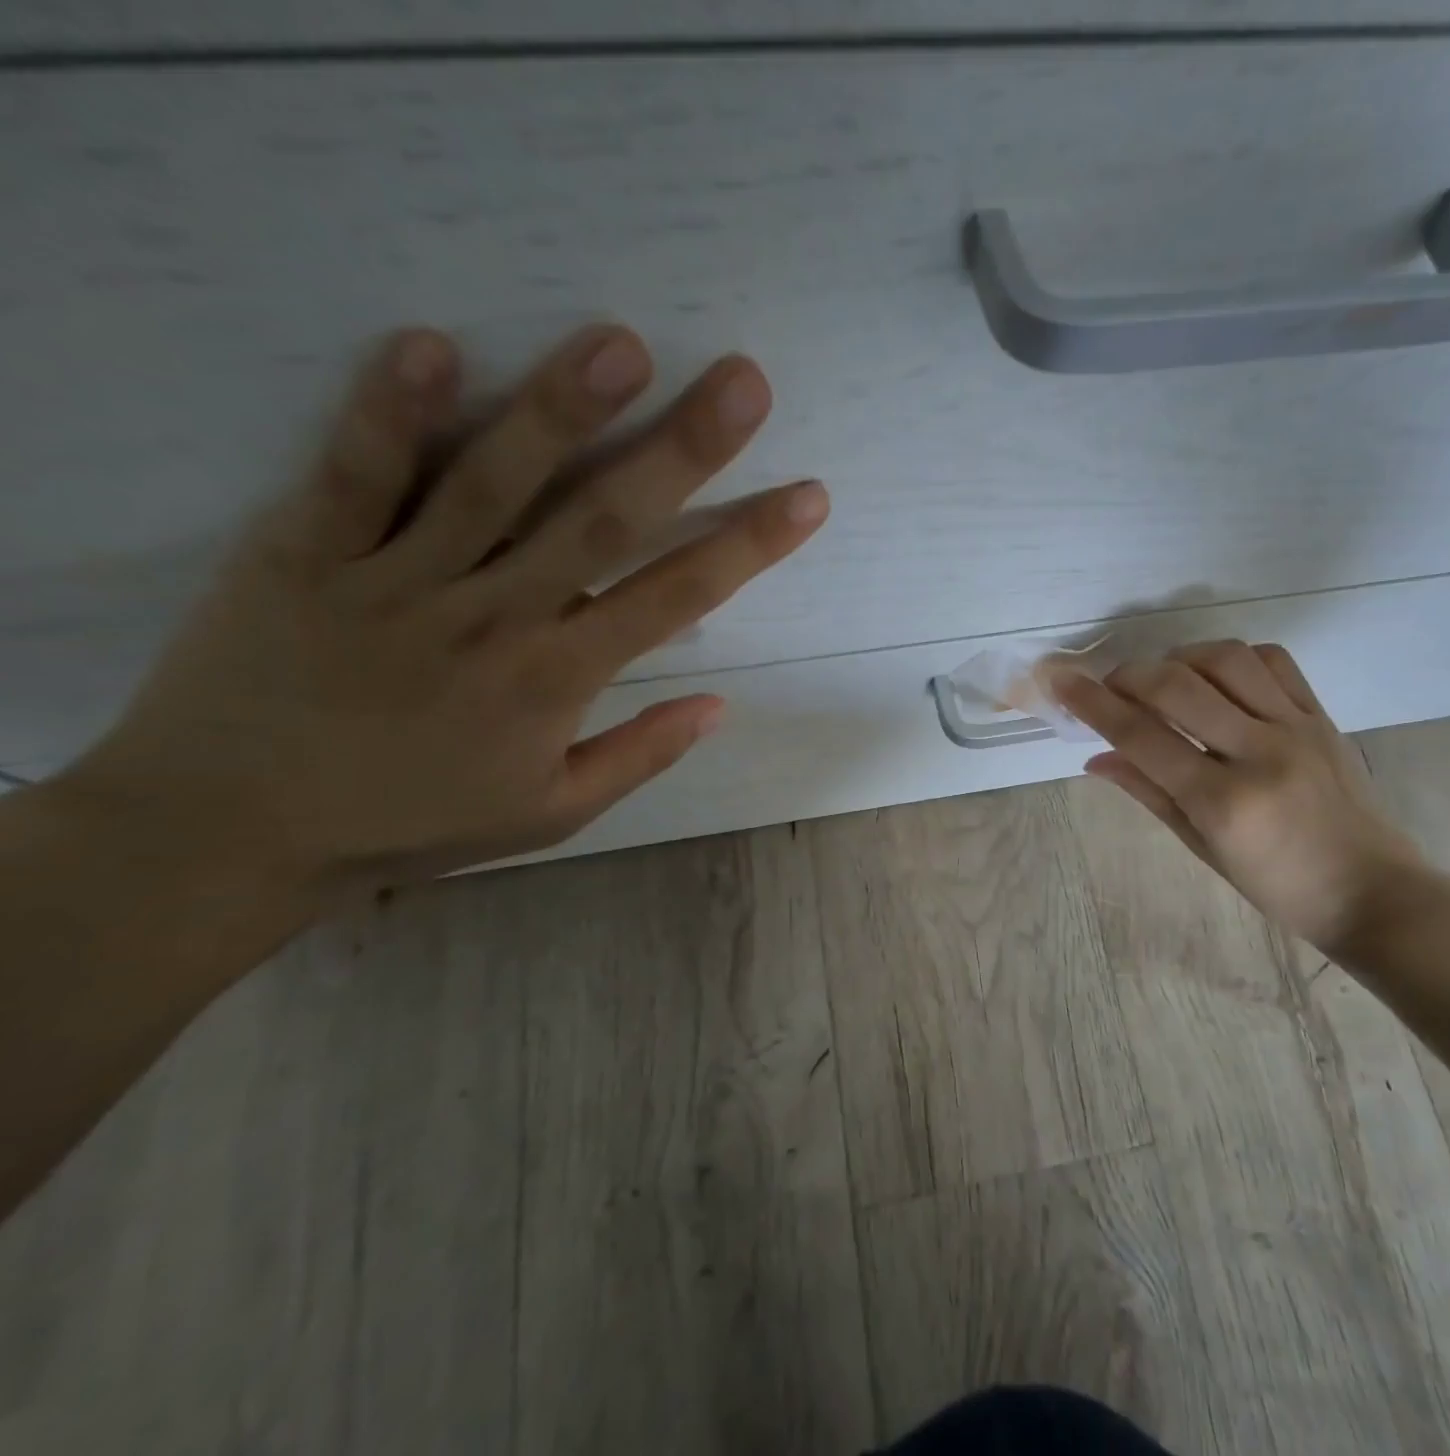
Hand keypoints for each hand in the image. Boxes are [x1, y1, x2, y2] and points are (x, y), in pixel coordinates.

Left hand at [58, 323, 827, 893]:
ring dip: (560, 410)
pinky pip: (353, 477)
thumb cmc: (413, 822)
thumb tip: (719, 706)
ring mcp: (398, 580)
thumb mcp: (551, 815)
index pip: (676, 598)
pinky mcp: (305, 554)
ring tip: (620, 344)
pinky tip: (431, 345)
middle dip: (681, 450)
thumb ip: (639, 756)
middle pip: (602, 521)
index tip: (806, 497)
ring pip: (491, 484)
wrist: (232, 833)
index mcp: (556, 680)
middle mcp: (494, 618)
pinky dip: (389, 411)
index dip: (749, 545)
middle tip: (741, 383)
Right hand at [1055, 640, 1428, 952]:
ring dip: (1179, 658)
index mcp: (1223, 801)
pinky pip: (1273, 661)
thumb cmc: (1279, 886)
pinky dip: (1232, 657)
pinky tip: (1216, 675)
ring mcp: (1297, 727)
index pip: (1142, 736)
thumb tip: (1097, 758)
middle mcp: (1259, 752)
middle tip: (1109, 686)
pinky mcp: (1322, 715)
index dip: (1092, 703)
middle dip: (1128, 675)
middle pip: (1176, 686)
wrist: (1373, 892)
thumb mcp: (1203, 848)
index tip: (1059, 680)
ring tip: (1163, 679)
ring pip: (1225, 658)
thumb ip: (1149, 793)